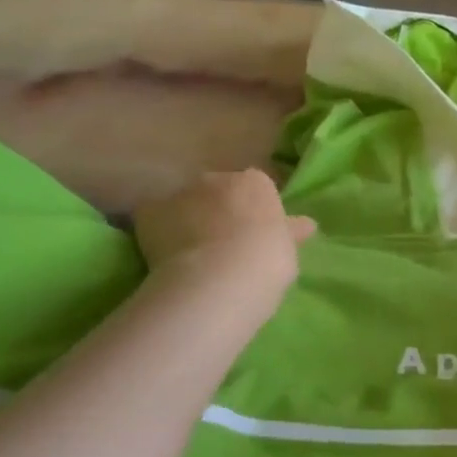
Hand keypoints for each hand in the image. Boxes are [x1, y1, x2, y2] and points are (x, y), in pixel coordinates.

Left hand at [133, 170, 314, 297]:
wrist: (220, 278)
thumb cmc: (267, 262)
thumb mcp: (288, 249)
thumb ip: (289, 232)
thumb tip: (306, 224)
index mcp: (256, 183)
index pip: (255, 188)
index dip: (253, 211)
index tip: (254, 235)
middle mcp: (217, 178)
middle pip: (217, 190)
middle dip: (218, 210)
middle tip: (223, 244)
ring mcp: (181, 193)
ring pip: (185, 204)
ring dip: (188, 220)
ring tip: (192, 255)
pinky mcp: (150, 213)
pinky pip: (155, 220)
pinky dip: (158, 233)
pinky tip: (165, 258)